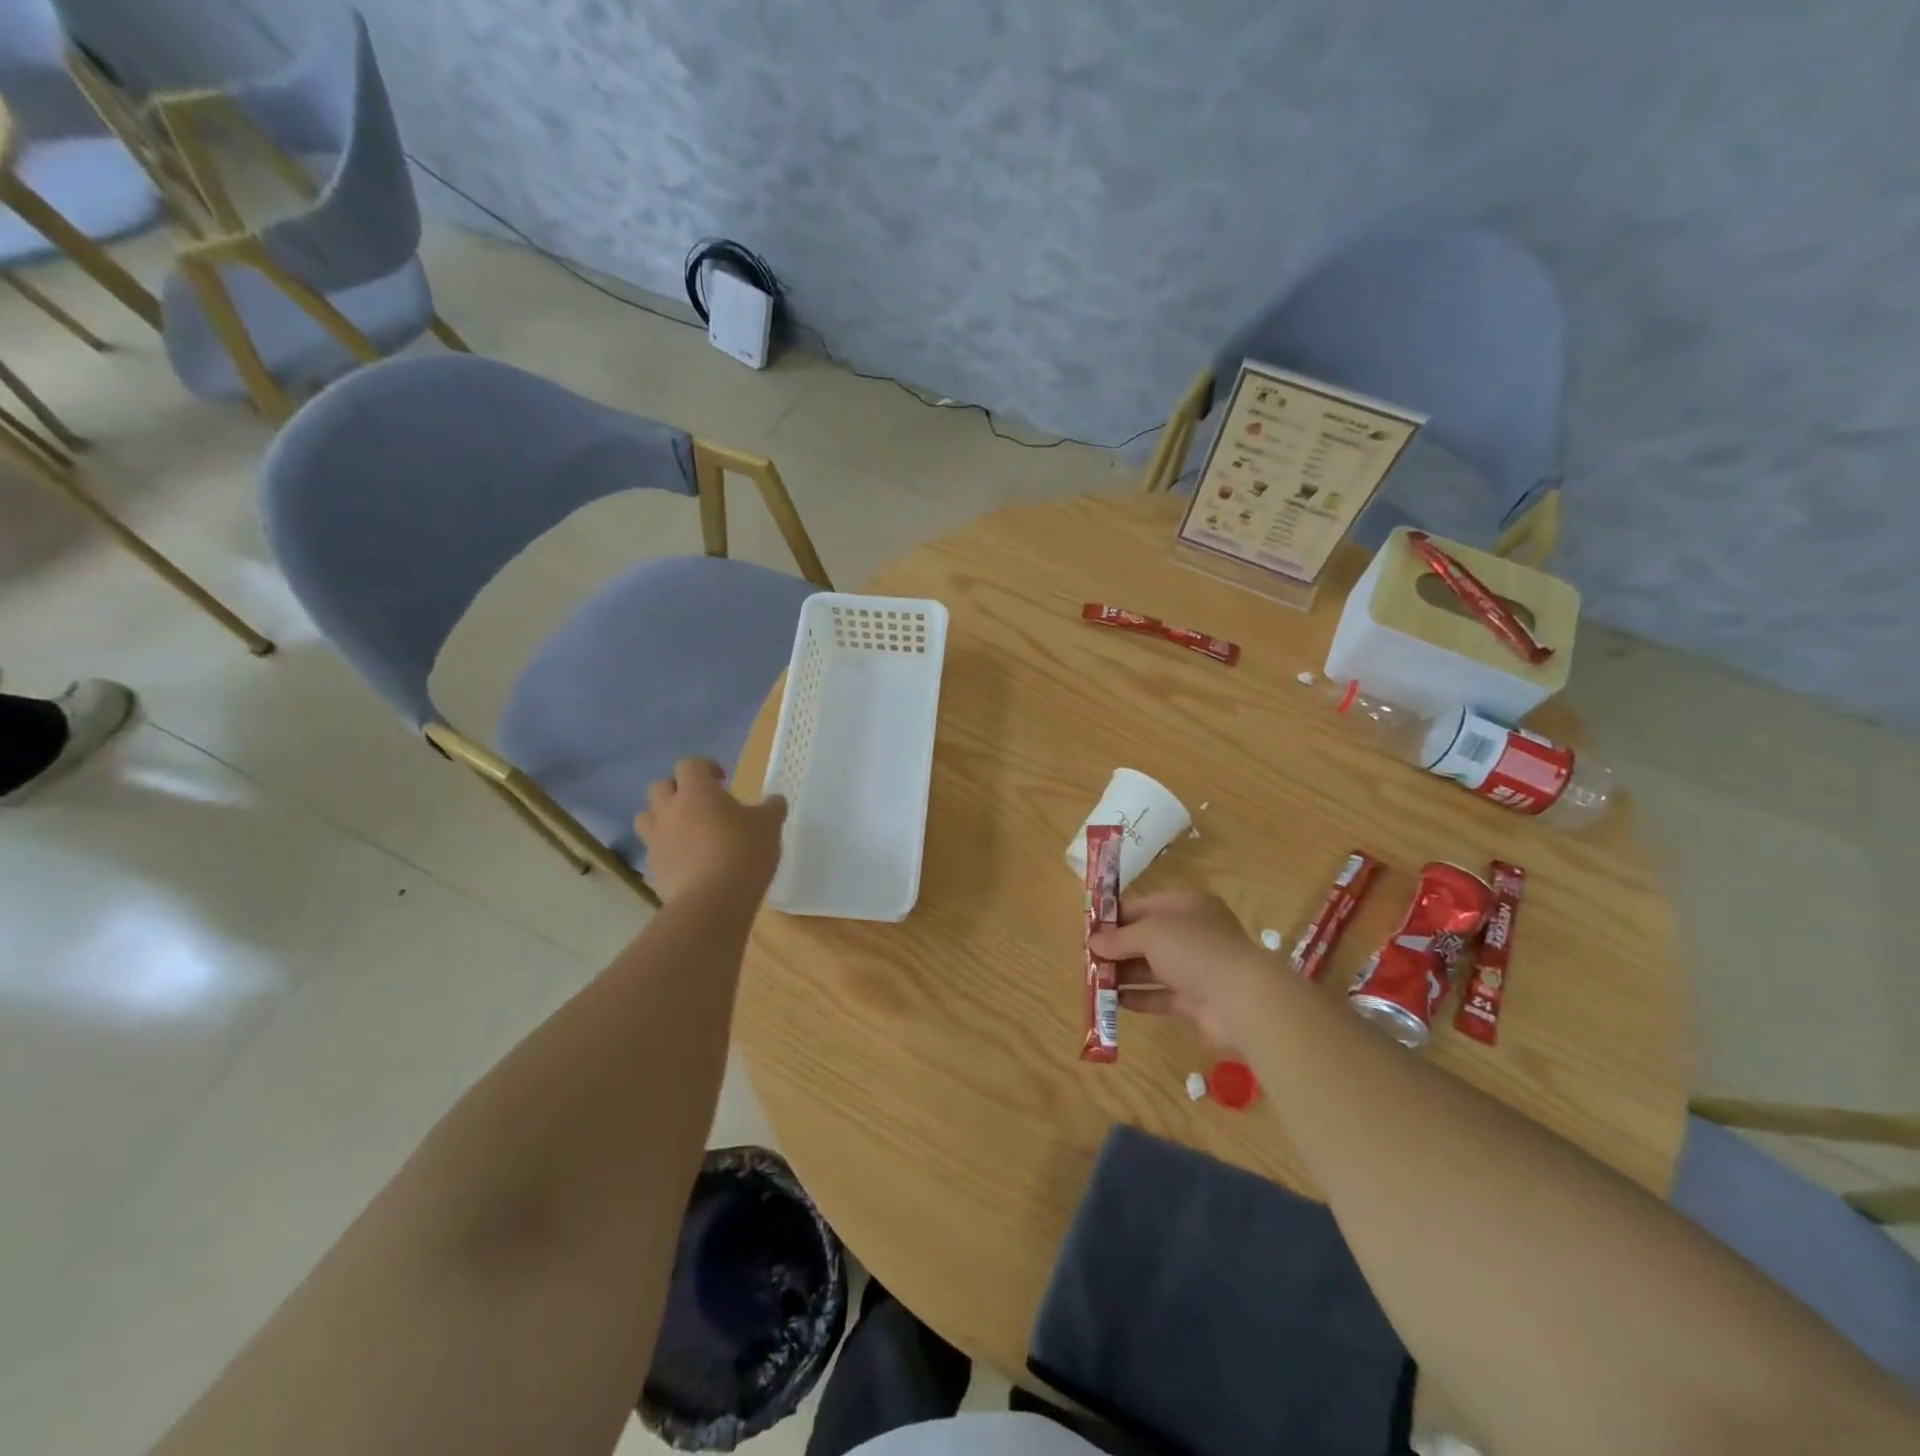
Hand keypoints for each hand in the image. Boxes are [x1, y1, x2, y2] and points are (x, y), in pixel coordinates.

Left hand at [633, 758, 786, 904]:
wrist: (713, 901)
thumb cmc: (743, 852)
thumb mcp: (769, 826)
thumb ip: (772, 809)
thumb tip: (775, 801)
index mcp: (697, 792)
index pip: (690, 764)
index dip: (705, 767)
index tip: (723, 780)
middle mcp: (670, 810)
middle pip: (660, 786)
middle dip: (678, 789)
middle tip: (702, 803)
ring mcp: (657, 840)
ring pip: (646, 817)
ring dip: (662, 817)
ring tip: (686, 830)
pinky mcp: (654, 869)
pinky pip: (654, 850)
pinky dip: (667, 850)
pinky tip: (688, 861)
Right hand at [1090, 890, 1269, 1047]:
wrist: (1240, 998)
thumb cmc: (1193, 949)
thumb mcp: (1150, 933)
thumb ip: (1119, 938)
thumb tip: (1093, 942)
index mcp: (1187, 906)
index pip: (1145, 905)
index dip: (1117, 915)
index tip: (1090, 928)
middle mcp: (1193, 933)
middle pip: (1148, 937)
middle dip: (1118, 947)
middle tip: (1088, 957)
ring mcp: (1196, 968)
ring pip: (1152, 967)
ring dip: (1124, 973)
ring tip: (1094, 980)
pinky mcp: (1195, 1000)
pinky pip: (1160, 995)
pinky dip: (1138, 997)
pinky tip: (1114, 1001)